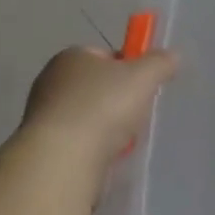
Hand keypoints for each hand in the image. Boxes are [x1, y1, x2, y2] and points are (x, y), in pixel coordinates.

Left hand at [20, 45, 178, 174]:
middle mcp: (51, 80)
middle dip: (118, 99)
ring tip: (122, 140)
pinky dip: (92, 146)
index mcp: (72, 56)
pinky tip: (104, 156)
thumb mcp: (144, 76)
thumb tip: (171, 57)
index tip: (144, 86)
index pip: (106, 55)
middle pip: (96, 85)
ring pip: (87, 115)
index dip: (129, 67)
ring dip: (105, 125)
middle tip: (137, 113)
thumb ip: (160, 62)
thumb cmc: (103, 106)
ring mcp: (43, 115)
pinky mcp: (42, 146)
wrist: (62, 159)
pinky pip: (77, 140)